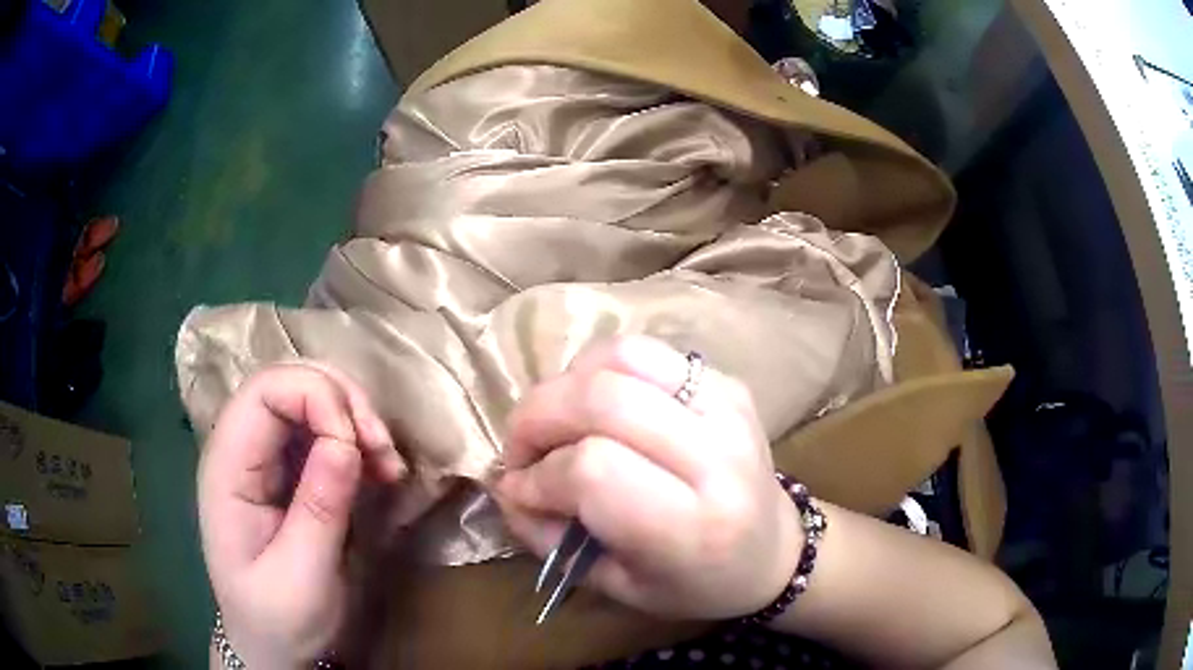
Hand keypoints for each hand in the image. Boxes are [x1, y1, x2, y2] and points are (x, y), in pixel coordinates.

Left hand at [197, 362, 404, 668]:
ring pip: (312, 399)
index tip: (357, 445)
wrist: (273, 646)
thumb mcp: (302, 576)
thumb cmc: (278, 619)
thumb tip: (346, 443)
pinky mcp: (291, 471)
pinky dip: (360, 441)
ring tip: (388, 464)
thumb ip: (319, 510)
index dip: (316, 397)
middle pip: (290, 382)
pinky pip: (326, 432)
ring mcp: (267, 458)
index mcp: (228, 469)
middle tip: (382, 449)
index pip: (264, 392)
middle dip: (343, 402)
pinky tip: (380, 471)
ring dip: (357, 420)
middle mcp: (243, 449)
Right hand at [495, 336, 802, 619]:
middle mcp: (718, 456)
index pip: (593, 470)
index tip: (519, 489)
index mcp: (694, 525)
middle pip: (603, 400)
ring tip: (554, 421)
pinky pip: (645, 351)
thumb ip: (552, 539)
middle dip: (538, 418)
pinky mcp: (727, 381)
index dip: (540, 475)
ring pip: (623, 358)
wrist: (775, 552)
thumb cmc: (696, 583)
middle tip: (520, 448)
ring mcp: (728, 406)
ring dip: (566, 384)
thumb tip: (507, 487)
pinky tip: (592, 404)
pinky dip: (599, 368)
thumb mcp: (619, 586)